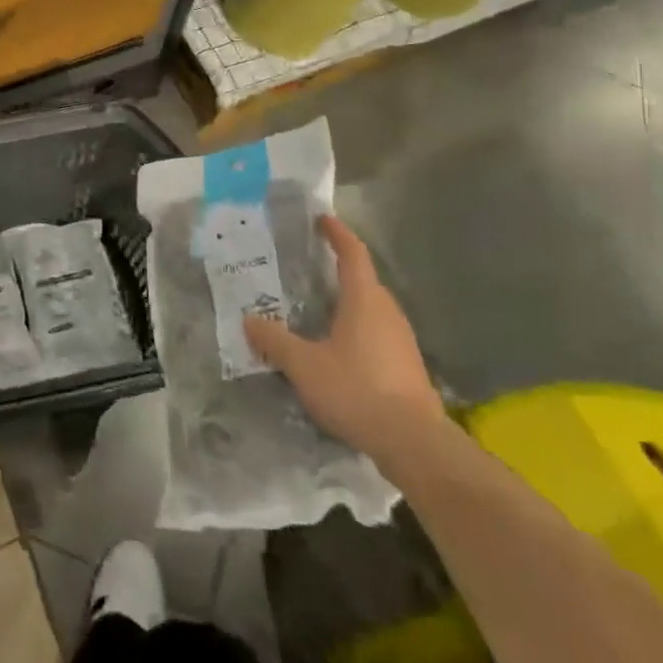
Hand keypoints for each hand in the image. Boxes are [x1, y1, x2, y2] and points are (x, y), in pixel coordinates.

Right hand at [243, 215, 445, 462]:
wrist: (414, 443)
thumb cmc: (357, 390)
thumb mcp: (304, 365)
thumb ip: (275, 340)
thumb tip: (248, 319)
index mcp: (364, 299)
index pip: (352, 253)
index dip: (337, 233)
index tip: (322, 219)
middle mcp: (388, 311)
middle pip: (364, 280)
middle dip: (339, 270)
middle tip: (309, 267)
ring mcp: (402, 340)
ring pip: (372, 309)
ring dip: (349, 302)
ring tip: (319, 308)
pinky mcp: (408, 366)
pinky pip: (378, 333)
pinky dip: (358, 329)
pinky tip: (339, 349)